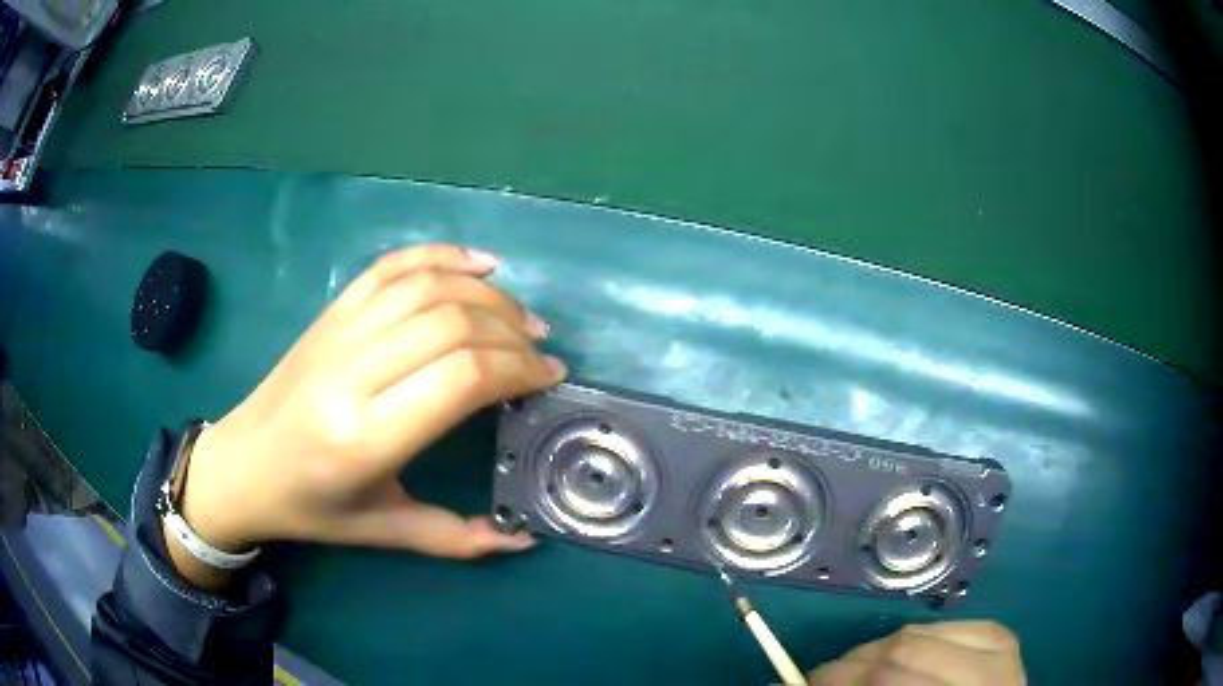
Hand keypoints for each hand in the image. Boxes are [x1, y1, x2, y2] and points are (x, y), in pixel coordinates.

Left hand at [166, 245, 564, 584]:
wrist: (241, 464)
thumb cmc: (311, 507)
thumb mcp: (383, 531)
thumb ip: (456, 538)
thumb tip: (522, 540)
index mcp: (364, 437)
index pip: (459, 378)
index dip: (516, 369)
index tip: (549, 377)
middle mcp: (350, 374)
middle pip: (450, 324)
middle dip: (511, 331)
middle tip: (541, 350)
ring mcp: (337, 333)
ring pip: (426, 287)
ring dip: (486, 293)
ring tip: (521, 316)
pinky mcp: (330, 313)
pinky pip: (390, 268)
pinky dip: (440, 255)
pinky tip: (479, 263)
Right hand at [807, 621, 1025, 685]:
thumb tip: (795, 685)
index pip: (885, 678)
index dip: (838, 680)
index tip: (805, 684)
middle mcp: (986, 672)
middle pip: (902, 649)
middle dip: (852, 664)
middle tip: (826, 678)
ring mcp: (998, 647)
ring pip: (918, 632)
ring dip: (878, 651)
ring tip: (862, 670)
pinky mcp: (999, 633)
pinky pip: (941, 624)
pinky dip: (910, 640)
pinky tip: (901, 658)